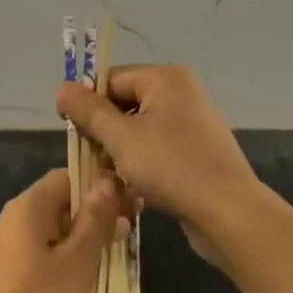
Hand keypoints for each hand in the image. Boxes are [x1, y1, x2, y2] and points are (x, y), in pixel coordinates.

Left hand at [0, 169, 121, 292]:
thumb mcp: (78, 260)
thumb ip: (94, 220)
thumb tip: (106, 182)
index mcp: (27, 207)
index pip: (66, 178)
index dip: (98, 186)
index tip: (129, 203)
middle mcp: (14, 220)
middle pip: (59, 202)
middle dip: (94, 213)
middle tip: (130, 229)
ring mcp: (9, 248)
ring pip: (54, 230)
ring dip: (84, 237)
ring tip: (116, 252)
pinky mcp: (10, 274)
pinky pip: (43, 252)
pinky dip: (67, 256)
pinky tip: (88, 275)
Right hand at [56, 64, 262, 256]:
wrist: (230, 213)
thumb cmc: (171, 167)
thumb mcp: (121, 138)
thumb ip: (89, 111)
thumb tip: (62, 88)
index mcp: (165, 78)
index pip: (111, 79)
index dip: (87, 103)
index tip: (71, 130)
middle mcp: (181, 92)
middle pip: (125, 103)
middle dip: (104, 131)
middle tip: (90, 158)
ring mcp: (193, 122)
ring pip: (139, 129)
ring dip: (120, 151)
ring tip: (109, 177)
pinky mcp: (198, 150)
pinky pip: (158, 147)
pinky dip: (141, 163)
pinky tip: (132, 187)